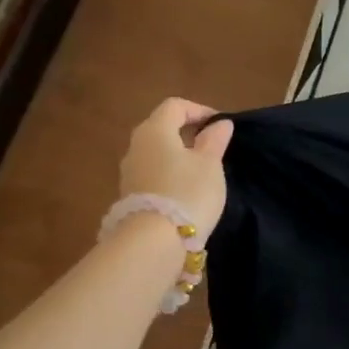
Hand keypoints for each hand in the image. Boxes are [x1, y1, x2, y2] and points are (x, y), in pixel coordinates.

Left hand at [120, 99, 233, 233]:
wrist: (154, 241)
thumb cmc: (188, 192)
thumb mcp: (210, 165)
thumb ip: (214, 141)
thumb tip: (220, 124)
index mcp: (154, 130)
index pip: (175, 106)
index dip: (199, 110)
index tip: (220, 126)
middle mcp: (136, 145)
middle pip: (161, 128)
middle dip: (186, 132)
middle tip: (211, 146)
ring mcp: (129, 171)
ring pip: (155, 152)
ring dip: (177, 155)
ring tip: (200, 170)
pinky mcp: (129, 194)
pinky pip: (151, 173)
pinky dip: (168, 173)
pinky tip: (184, 190)